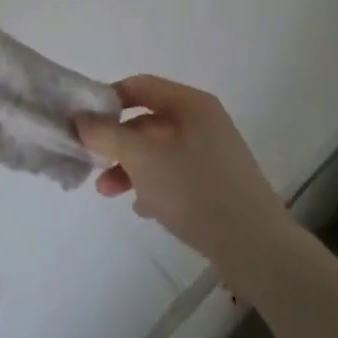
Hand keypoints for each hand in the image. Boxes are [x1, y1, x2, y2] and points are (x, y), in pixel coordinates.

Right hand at [74, 76, 292, 294]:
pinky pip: (176, 174)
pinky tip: (142, 208)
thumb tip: (79, 117)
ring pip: (159, 151)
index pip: (140, 86)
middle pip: (147, 120)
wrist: (258, 251)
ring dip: (130, 167)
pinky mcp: (218, 185)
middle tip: (92, 162)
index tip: (84, 122)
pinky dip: (154, 185)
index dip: (108, 99)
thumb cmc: (196, 191)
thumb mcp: (142, 158)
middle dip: (116, 142)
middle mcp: (203, 121)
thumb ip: (107, 134)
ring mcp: (213, 154)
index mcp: (190, 104)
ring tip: (108, 192)